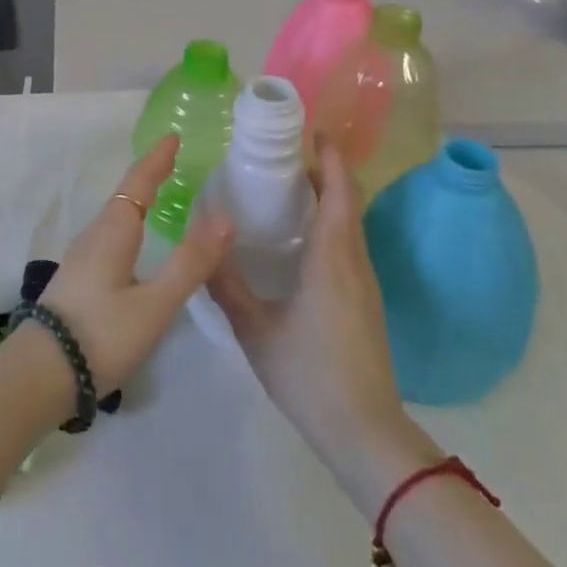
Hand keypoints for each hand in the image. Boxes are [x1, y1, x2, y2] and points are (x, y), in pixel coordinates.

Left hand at [37, 135, 234, 396]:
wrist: (40, 373)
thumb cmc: (102, 334)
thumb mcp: (154, 304)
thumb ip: (189, 263)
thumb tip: (225, 217)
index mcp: (113, 230)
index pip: (138, 182)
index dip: (156, 160)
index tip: (173, 137)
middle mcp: (95, 234)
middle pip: (125, 194)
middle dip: (149, 175)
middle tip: (174, 161)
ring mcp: (82, 256)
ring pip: (115, 215)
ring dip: (137, 198)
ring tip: (161, 194)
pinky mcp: (78, 277)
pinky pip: (109, 233)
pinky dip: (129, 221)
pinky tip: (135, 240)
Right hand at [206, 143, 416, 470]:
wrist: (366, 435)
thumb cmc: (309, 374)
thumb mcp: (255, 329)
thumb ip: (226, 284)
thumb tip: (200, 243)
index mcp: (332, 259)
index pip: (340, 193)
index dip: (331, 158)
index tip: (313, 131)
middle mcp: (354, 262)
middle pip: (348, 202)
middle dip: (325, 171)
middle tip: (285, 154)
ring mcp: (365, 284)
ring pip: (349, 225)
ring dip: (328, 198)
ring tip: (287, 187)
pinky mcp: (365, 303)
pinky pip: (348, 245)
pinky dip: (329, 223)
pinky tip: (300, 238)